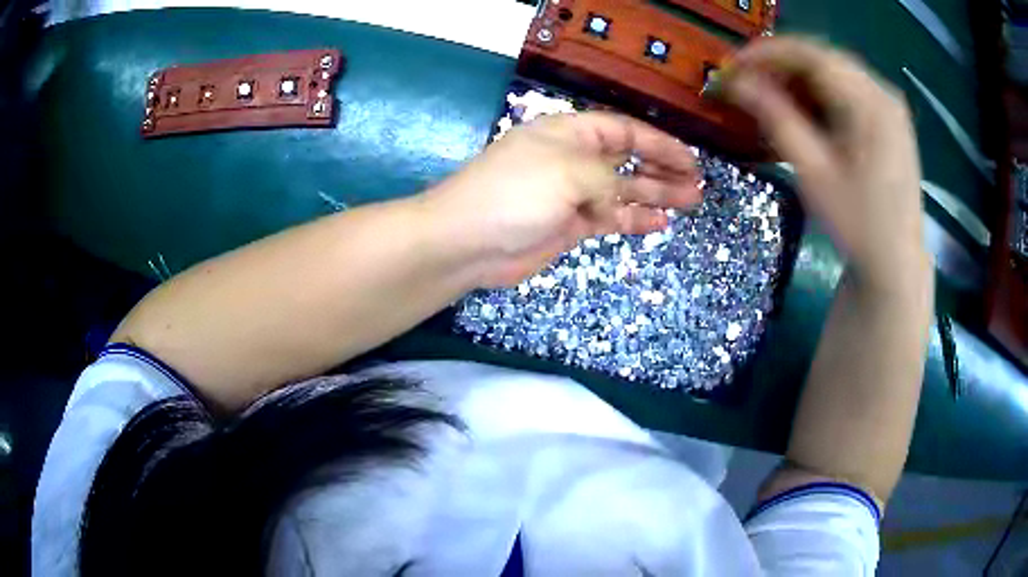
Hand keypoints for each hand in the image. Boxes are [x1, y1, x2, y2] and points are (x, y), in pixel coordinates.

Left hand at [424, 112, 701, 286]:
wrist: (468, 241)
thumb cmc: (515, 193)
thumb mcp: (568, 172)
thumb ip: (607, 179)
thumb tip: (624, 196)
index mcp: (570, 133)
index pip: (624, 131)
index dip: (659, 144)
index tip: (690, 161)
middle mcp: (574, 160)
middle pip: (628, 160)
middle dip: (663, 170)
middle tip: (696, 186)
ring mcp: (572, 194)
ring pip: (622, 191)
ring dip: (655, 195)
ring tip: (689, 202)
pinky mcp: (569, 226)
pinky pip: (609, 218)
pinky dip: (633, 219)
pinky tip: (659, 223)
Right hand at [724, 38, 928, 289]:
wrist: (896, 262)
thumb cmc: (858, 224)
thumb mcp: (814, 173)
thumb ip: (776, 119)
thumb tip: (737, 83)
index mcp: (870, 103)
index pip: (811, 55)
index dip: (767, 53)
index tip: (732, 66)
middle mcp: (882, 92)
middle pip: (823, 60)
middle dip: (781, 67)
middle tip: (748, 85)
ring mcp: (889, 105)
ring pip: (834, 73)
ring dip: (799, 81)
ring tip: (771, 101)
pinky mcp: (889, 119)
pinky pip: (848, 91)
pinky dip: (820, 95)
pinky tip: (804, 114)